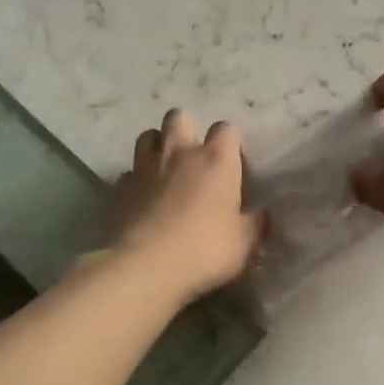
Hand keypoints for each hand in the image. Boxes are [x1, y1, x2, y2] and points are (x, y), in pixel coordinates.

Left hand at [111, 109, 264, 301]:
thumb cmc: (204, 251)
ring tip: (165, 170)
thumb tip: (264, 215)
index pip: (227, 129)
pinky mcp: (120, 187)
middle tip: (194, 157)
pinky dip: (137, 180)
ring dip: (158, 146)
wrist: (144, 268)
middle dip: (187, 129)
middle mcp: (179, 153)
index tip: (234, 166)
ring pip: (148, 136)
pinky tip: (143, 199)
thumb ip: (256, 224)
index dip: (231, 142)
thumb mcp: (244, 243)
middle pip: (179, 116)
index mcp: (216, 161)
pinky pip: (129, 172)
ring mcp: (145, 167)